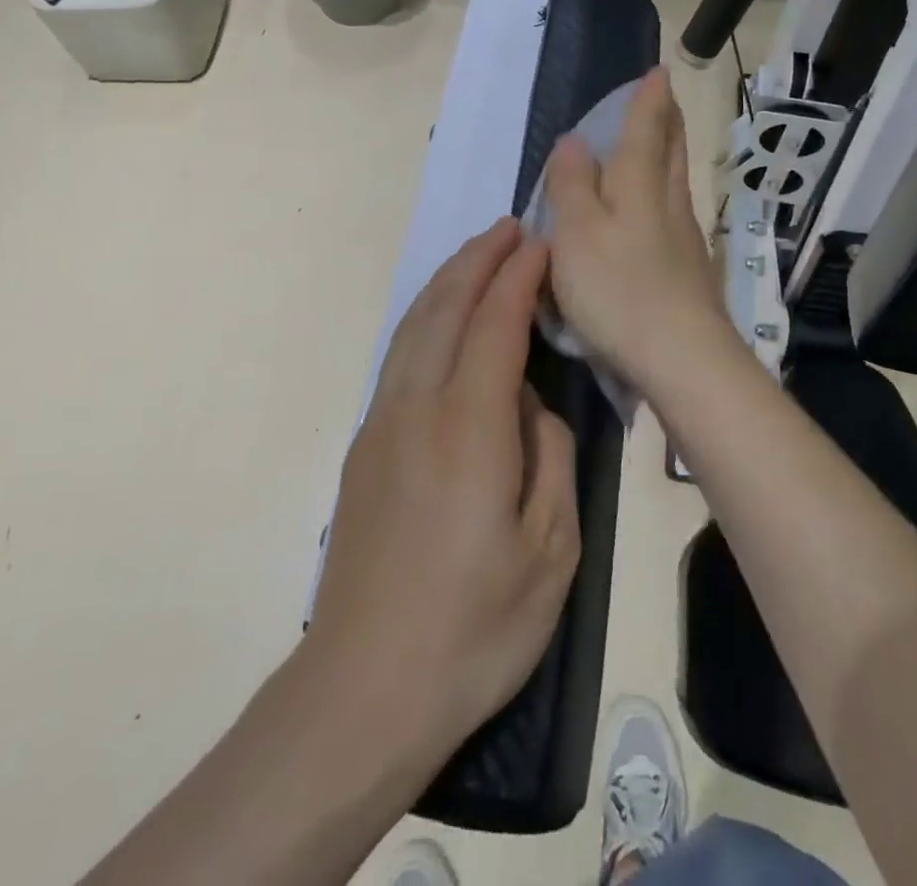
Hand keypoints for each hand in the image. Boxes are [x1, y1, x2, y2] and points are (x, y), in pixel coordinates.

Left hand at [309, 218, 579, 761]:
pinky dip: (426, 317)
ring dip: (447, 282)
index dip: (518, 278)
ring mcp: (382, 424)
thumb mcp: (551, 551)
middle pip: (444, 309)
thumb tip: (531, 405)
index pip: (494, 325)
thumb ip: (549, 456)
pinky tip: (442, 320)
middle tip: (509, 228)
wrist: (365, 688)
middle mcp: (417, 408)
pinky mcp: (366, 447)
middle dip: (478, 260)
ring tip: (478, 255)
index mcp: (468, 429)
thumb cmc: (474, 627)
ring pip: (413, 327)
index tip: (541, 243)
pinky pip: (399, 356)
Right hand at [544, 66, 738, 393]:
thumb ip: (571, 184)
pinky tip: (659, 208)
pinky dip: (666, 193)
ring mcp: (684, 236)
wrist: (681, 356)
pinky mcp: (689, 269)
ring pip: (677, 180)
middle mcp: (668, 201)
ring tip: (661, 141)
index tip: (659, 72)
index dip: (649, 99)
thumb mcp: (576, 231)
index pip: (646, 128)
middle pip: (671, 149)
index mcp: (639, 184)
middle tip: (665, 98)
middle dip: (667, 120)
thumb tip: (574, 141)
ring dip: (670, 153)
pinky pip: (675, 212)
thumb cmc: (617, 287)